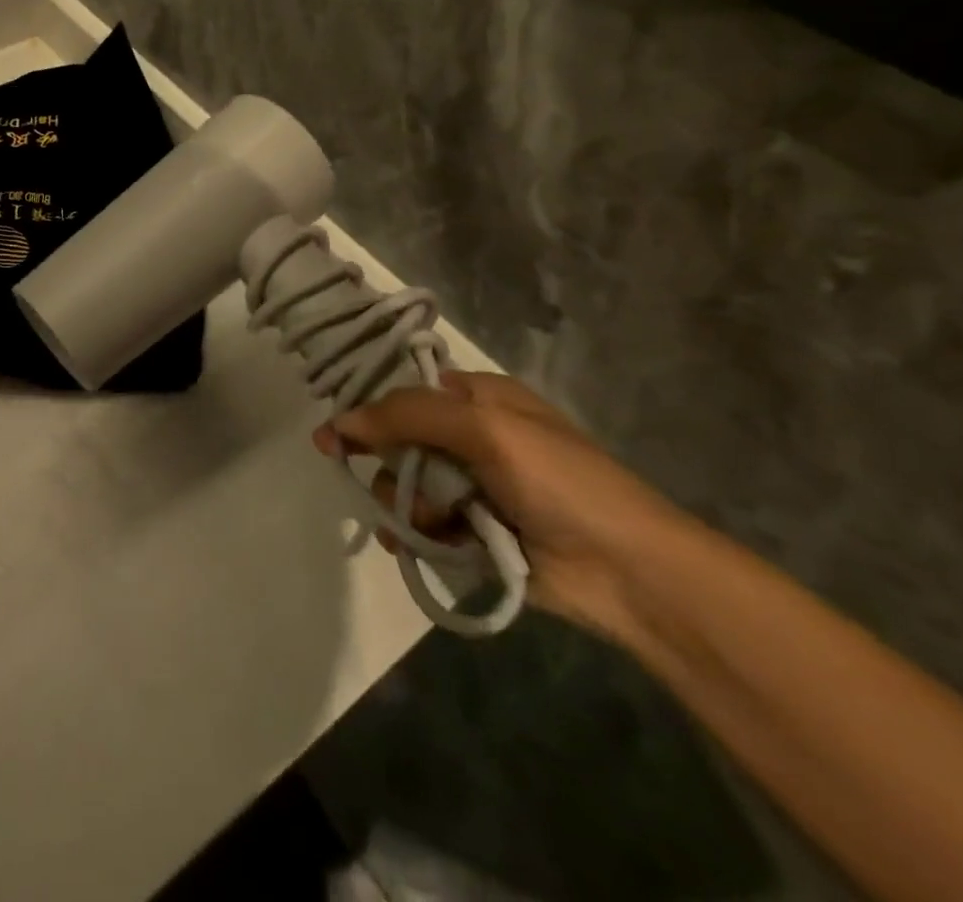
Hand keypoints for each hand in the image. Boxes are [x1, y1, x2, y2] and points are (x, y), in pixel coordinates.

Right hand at [313, 371, 686, 639]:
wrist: (629, 572)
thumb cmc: (559, 481)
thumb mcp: (484, 430)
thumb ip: (407, 417)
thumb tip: (338, 421)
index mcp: (479, 398)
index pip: (405, 389)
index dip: (368, 408)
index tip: (333, 435)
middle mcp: (472, 437)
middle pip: (398, 441)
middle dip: (389, 465)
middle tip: (393, 487)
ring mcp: (473, 487)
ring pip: (406, 486)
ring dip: (404, 505)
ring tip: (427, 524)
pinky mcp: (474, 532)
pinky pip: (423, 525)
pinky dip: (413, 534)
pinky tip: (412, 544)